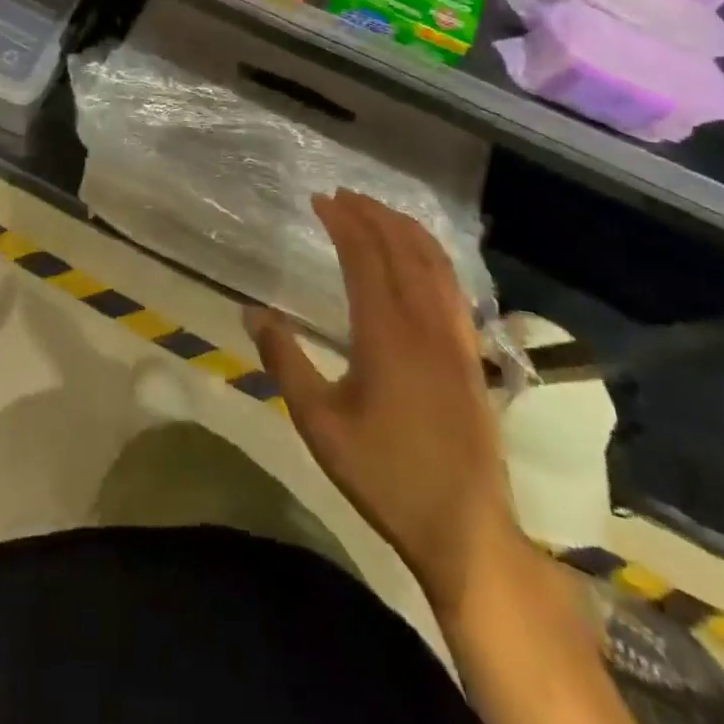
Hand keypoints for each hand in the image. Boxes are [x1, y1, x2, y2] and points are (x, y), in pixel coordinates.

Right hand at [247, 190, 519, 609]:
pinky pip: (454, 286)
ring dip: (405, 228)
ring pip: (434, 263)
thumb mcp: (318, 422)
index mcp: (386, 333)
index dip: (343, 222)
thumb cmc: (383, 473)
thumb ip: (283, 360)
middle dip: (372, 214)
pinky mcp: (472, 355)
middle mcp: (426, 323)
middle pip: (402, 249)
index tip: (320, 199)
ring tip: (378, 210)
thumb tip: (252, 312)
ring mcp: (456, 337)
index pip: (365, 256)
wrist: (464, 529)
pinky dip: (434, 256)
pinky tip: (422, 256)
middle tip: (343, 195)